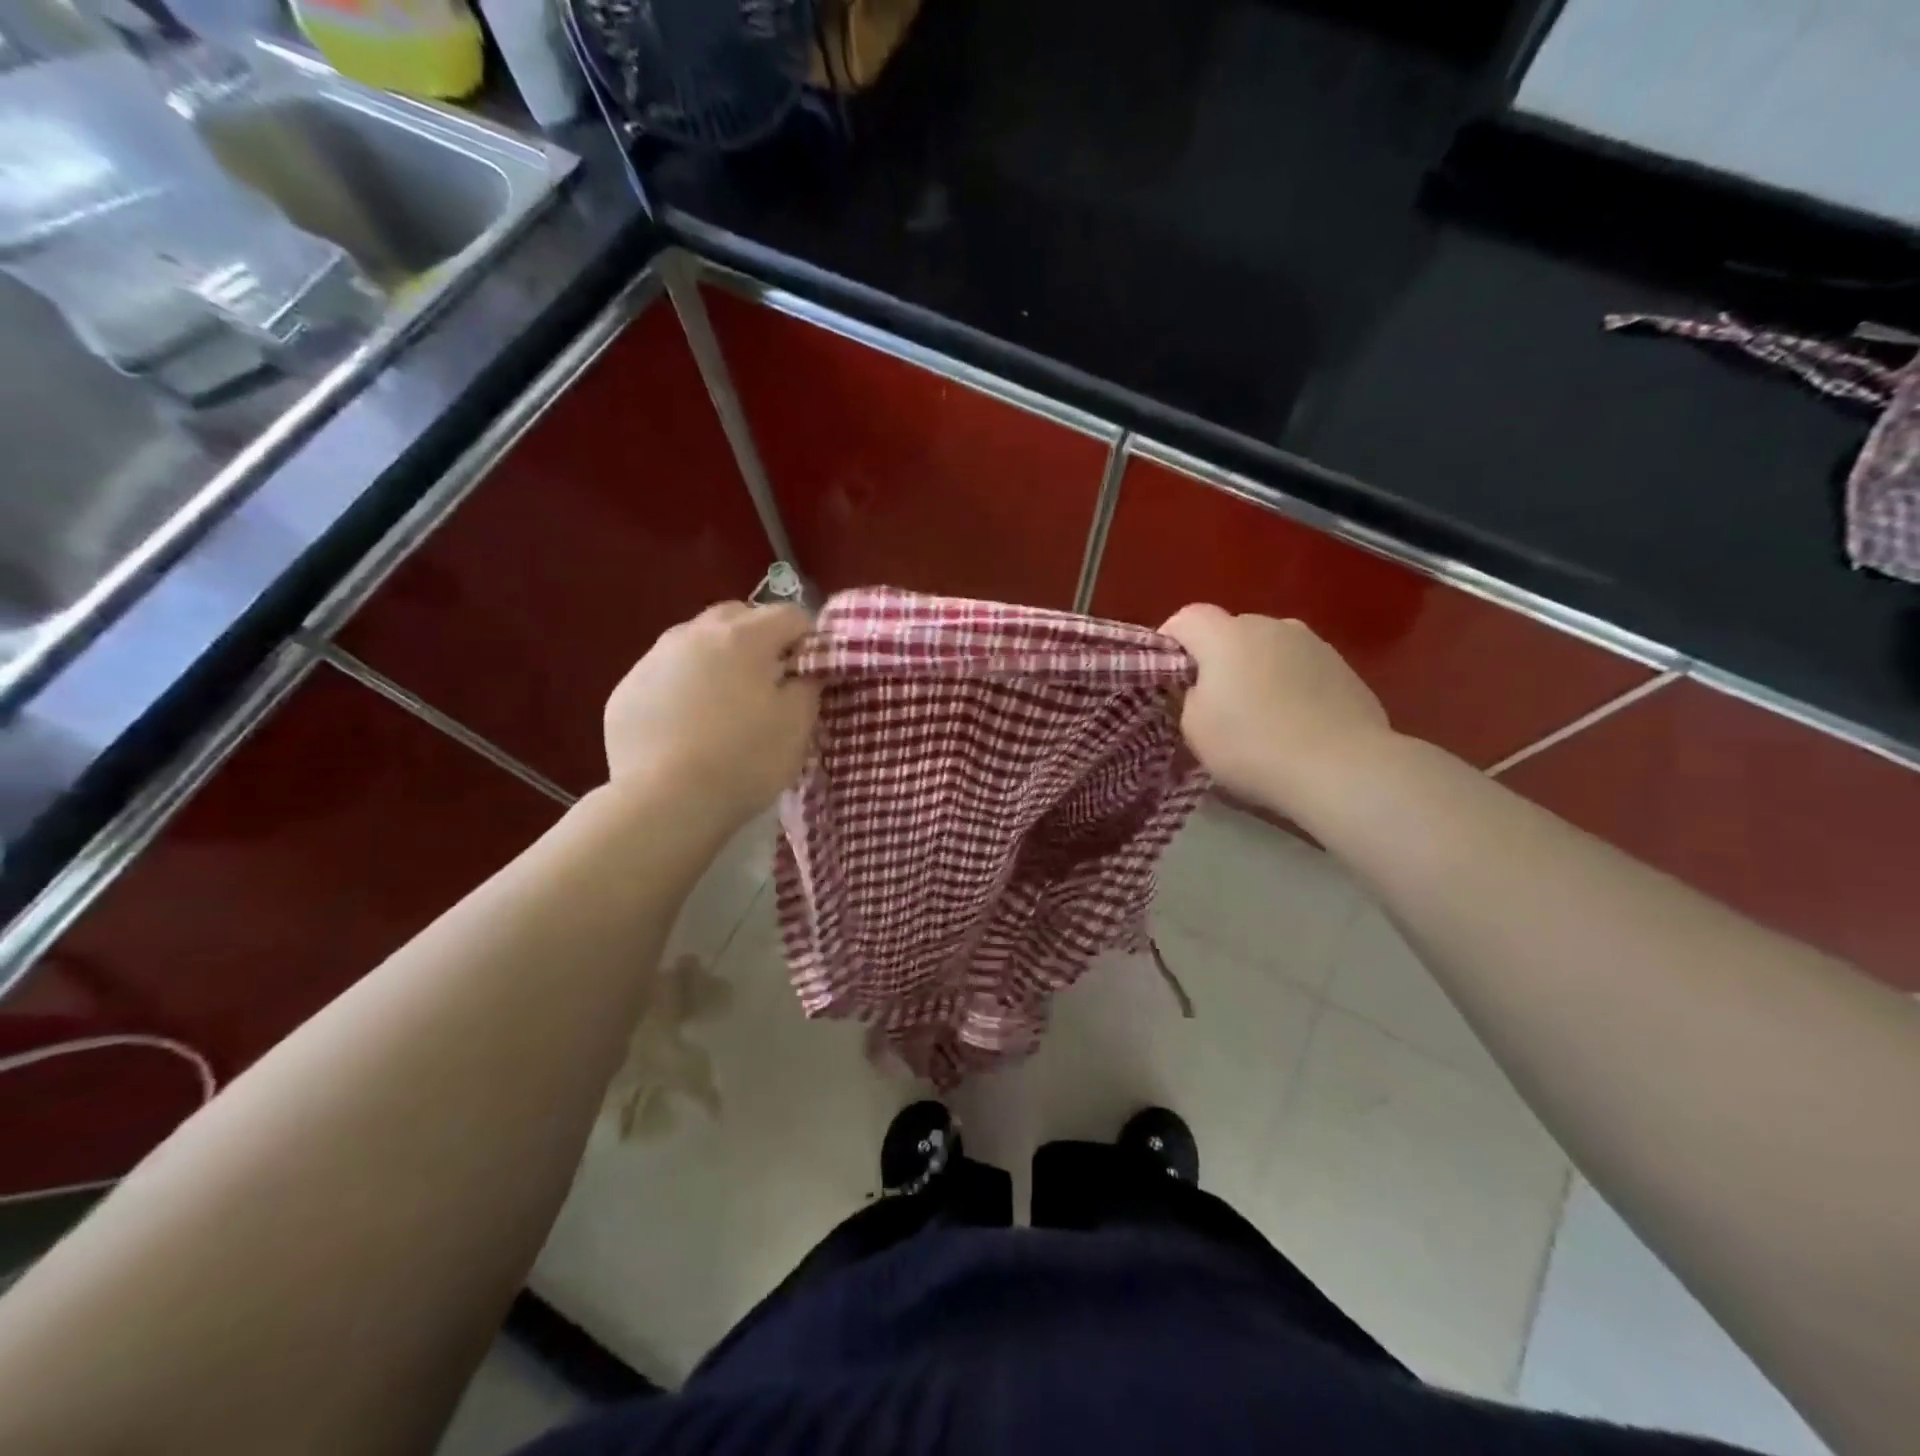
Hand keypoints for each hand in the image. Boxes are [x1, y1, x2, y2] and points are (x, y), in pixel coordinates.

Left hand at [603, 602, 818, 828]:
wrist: (663, 802)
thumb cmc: (744, 760)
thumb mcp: (797, 725)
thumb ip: (807, 685)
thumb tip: (803, 671)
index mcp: (744, 636)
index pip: (791, 615)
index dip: (809, 640)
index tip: (811, 672)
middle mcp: (694, 634)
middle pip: (737, 616)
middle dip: (759, 638)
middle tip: (769, 680)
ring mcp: (654, 659)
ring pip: (695, 642)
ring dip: (717, 659)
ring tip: (724, 702)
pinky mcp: (626, 690)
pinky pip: (666, 674)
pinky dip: (683, 687)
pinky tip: (688, 726)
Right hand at [1160, 605, 1391, 810]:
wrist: (1342, 769)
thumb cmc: (1252, 746)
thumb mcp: (1194, 728)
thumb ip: (1188, 696)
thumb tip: (1200, 687)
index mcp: (1227, 635)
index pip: (1185, 618)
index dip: (1170, 643)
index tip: (1169, 678)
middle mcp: (1271, 626)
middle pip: (1230, 631)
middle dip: (1216, 658)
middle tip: (1212, 703)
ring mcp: (1313, 643)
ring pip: (1269, 648)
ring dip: (1256, 670)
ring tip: (1259, 715)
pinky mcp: (1344, 667)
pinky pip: (1301, 668)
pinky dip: (1290, 685)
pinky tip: (1295, 723)